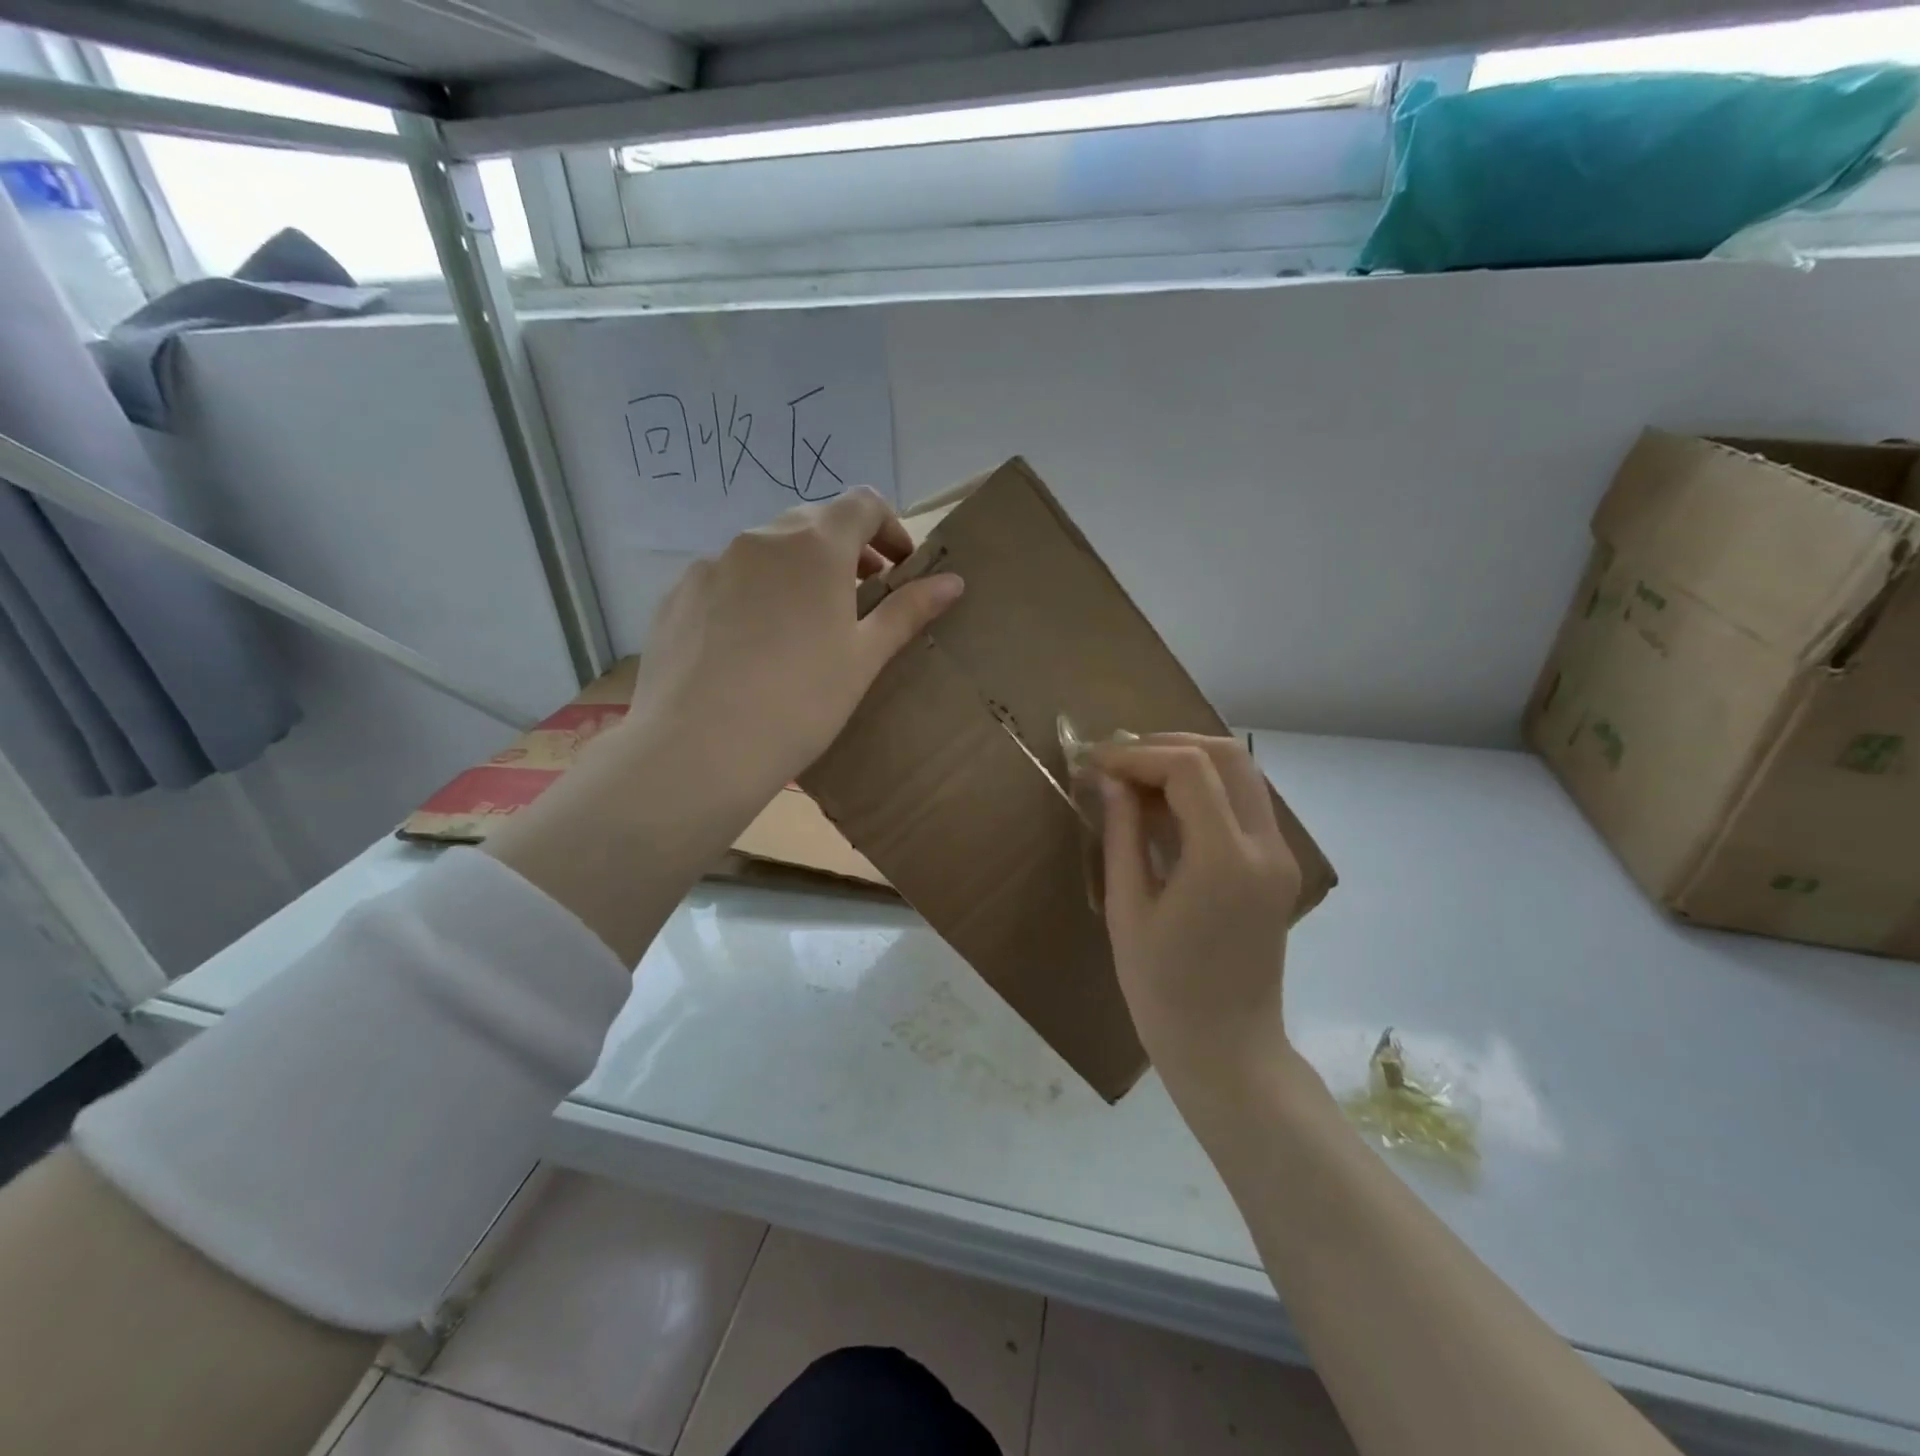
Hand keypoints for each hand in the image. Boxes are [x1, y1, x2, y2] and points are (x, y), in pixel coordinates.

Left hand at [624, 487, 962, 817]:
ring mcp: (711, 564)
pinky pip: (726, 578)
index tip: (898, 568)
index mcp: (815, 546)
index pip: (863, 503)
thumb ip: (907, 610)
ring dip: (795, 571)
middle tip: (859, 598)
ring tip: (802, 627)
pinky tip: (749, 647)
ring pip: (765, 551)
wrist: (698, 749)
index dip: (890, 528)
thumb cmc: (801, 702)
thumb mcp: (864, 658)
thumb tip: (953, 581)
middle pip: (813, 523)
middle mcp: (760, 539)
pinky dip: (751, 593)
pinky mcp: (677, 595)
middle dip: (845, 550)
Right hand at [1094, 735, 1302, 1089]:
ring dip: (1189, 761)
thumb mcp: (1127, 908)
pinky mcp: (1277, 867)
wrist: (1227, 1048)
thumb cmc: (1163, 989)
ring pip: (1242, 772)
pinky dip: (1206, 787)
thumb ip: (1122, 833)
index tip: (1097, 764)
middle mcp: (1265, 847)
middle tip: (1119, 762)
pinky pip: (1245, 802)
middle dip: (1167, 745)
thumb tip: (1110, 780)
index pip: (1188, 769)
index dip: (1137, 754)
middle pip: (1226, 755)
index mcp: (1224, 860)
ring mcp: (1279, 856)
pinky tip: (1166, 805)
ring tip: (1137, 777)